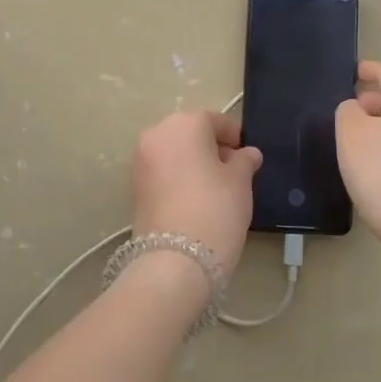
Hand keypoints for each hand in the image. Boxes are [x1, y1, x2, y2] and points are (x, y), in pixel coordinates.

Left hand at [130, 110, 262, 279]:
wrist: (175, 260)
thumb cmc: (216, 208)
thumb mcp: (240, 181)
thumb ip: (244, 161)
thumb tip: (247, 153)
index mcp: (185, 124)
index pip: (215, 121)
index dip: (234, 137)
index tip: (247, 156)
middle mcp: (157, 134)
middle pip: (190, 133)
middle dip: (210, 148)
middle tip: (232, 172)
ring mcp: (140, 160)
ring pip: (174, 152)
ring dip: (192, 163)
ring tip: (214, 188)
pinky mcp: (133, 186)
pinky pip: (162, 171)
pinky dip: (177, 177)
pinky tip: (194, 199)